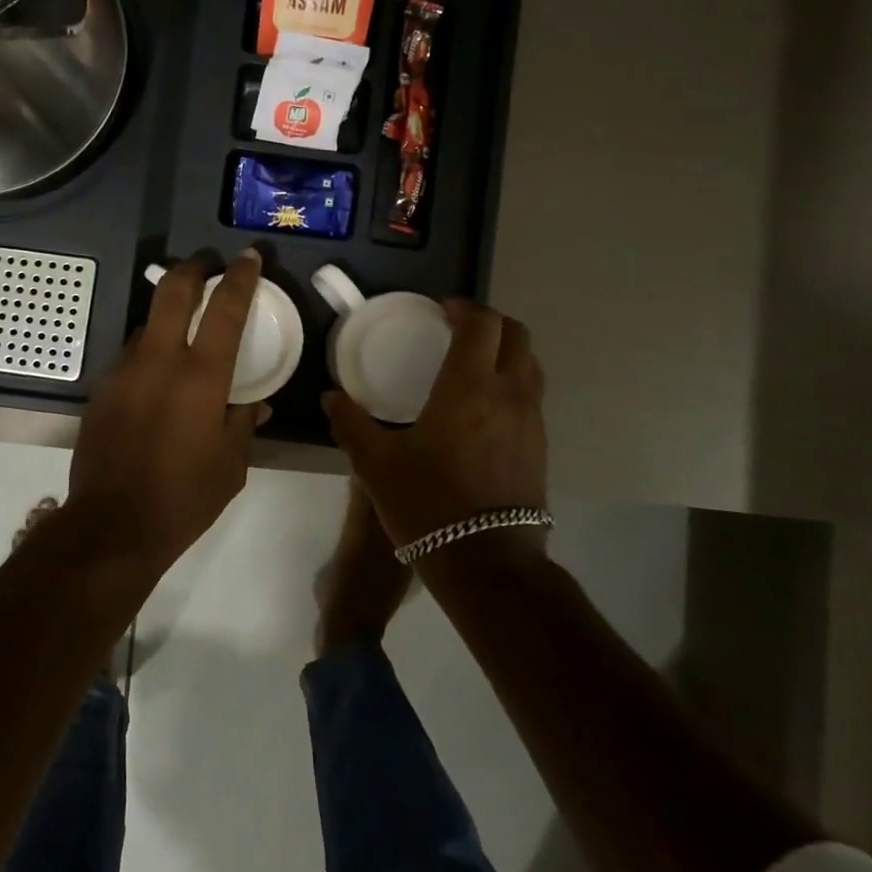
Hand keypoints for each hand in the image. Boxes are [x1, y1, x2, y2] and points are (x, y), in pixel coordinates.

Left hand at [66, 250, 265, 565]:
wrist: (111, 526)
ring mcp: (123, 372)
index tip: (248, 258)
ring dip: (168, 316)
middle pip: (172, 291)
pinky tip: (157, 380)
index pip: (224, 310)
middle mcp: (158, 362)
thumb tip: (255, 402)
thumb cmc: (183, 498)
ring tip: (184, 334)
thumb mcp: (231, 465)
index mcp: (200, 378)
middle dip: (192, 268)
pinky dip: (150, 353)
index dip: (239, 278)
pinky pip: (131, 356)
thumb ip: (244, 423)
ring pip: (148, 324)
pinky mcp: (101, 389)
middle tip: (207, 265)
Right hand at [323, 299, 547, 550]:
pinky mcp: (540, 447)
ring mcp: (531, 421)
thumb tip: (331, 398)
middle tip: (460, 329)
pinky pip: (531, 396)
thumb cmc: (428, 504)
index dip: (465, 308)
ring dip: (505, 352)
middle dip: (490, 323)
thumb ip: (350, 424)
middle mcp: (509, 394)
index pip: (482, 324)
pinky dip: (512, 383)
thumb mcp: (375, 464)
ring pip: (530, 365)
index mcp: (469, 387)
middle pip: (517, 335)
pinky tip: (484, 409)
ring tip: (474, 365)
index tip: (442, 310)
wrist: (487, 563)